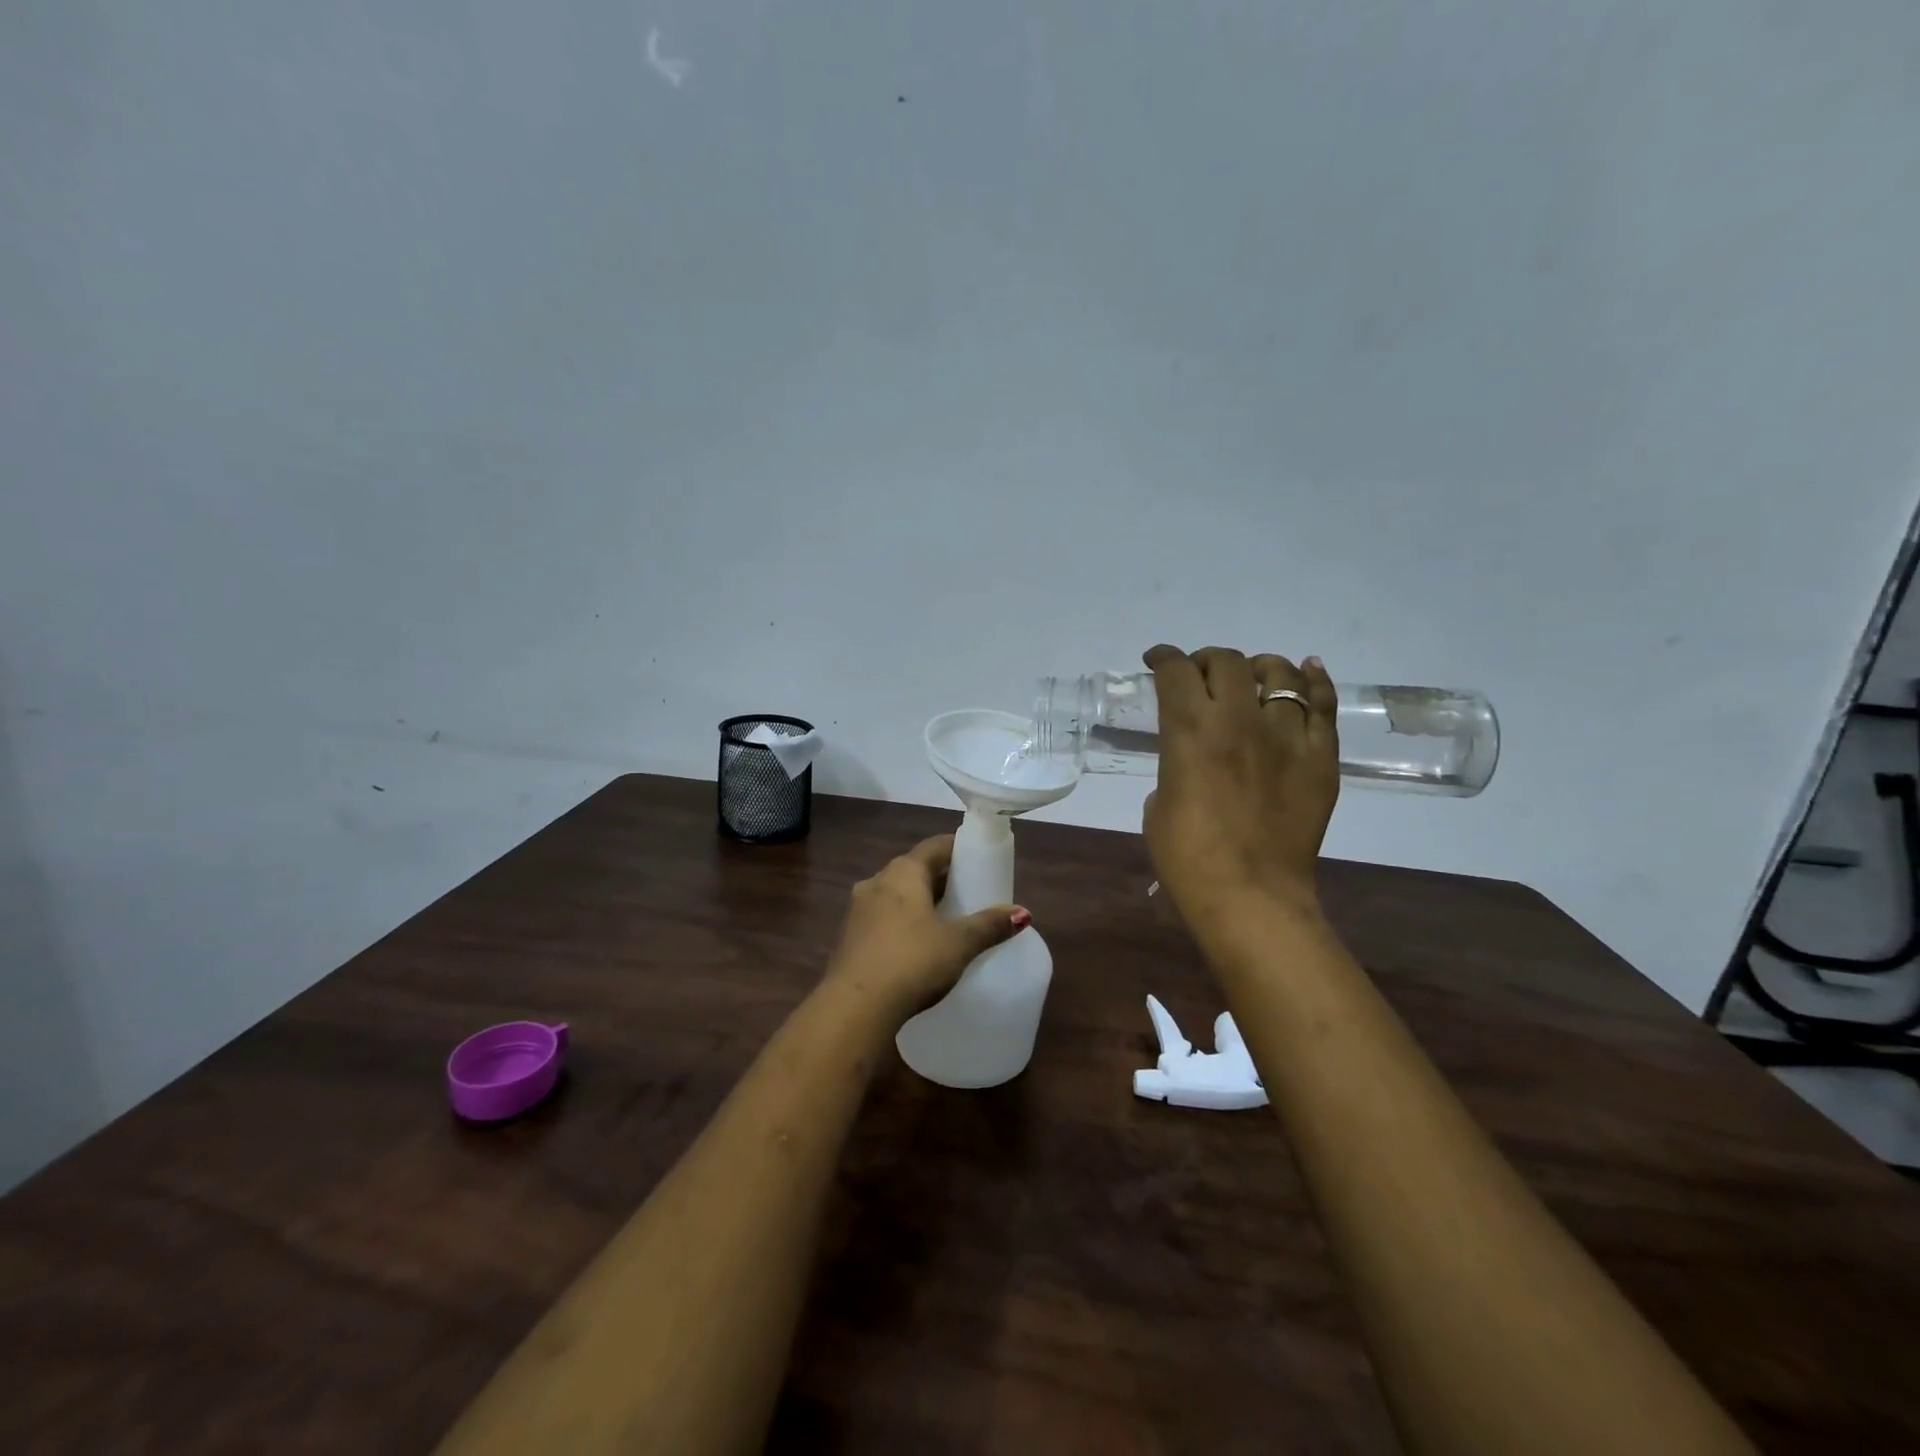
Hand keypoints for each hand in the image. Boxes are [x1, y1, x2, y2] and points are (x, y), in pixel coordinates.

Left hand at [824, 835, 1030, 1021]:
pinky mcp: (849, 938)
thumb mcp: (959, 943)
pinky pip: (883, 919)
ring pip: (897, 895)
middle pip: (915, 870)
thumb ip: (990, 925)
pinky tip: (918, 945)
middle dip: (942, 879)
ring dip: (920, 902)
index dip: (959, 850)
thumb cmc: (911, 962)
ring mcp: (858, 910)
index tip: (980, 860)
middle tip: (970, 894)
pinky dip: (903, 923)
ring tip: (947, 920)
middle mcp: (876, 881)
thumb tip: (1022, 913)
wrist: (855, 1008)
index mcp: (903, 872)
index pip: (935, 846)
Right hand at [1142, 645, 1339, 933]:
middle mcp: (1238, 719)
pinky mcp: (1320, 756)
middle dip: (1207, 661)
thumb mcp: (1159, 805)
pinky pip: (1322, 704)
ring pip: (1279, 673)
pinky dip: (1314, 680)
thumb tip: (1192, 763)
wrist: (1251, 896)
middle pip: (1227, 662)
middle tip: (1202, 676)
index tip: (1157, 661)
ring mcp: (1286, 734)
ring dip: (1259, 667)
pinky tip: (1307, 670)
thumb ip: (1175, 768)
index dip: (1163, 658)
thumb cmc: (1188, 858)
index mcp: (1189, 730)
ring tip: (1252, 676)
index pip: (1175, 671)